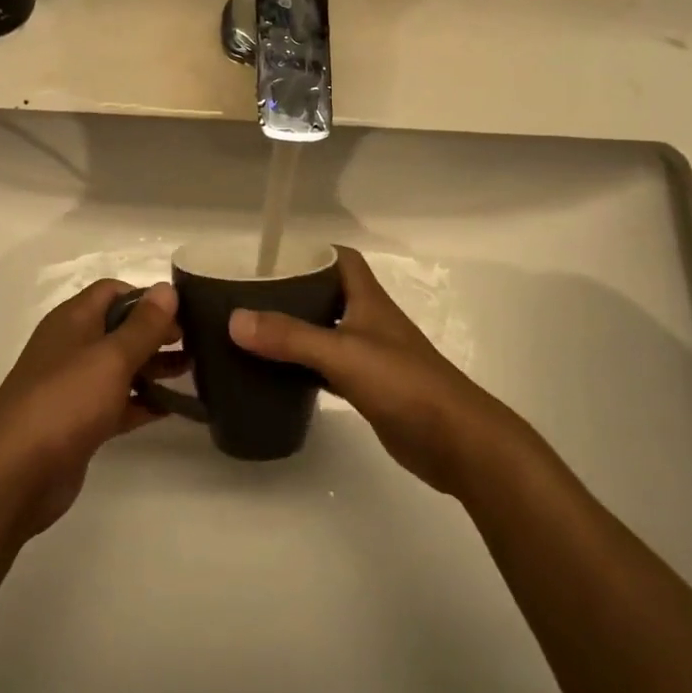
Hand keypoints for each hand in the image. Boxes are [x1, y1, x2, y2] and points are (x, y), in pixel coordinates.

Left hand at [0, 279, 181, 537]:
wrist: (15, 473)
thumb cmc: (65, 401)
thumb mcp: (111, 357)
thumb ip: (143, 325)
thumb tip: (166, 288)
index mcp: (73, 321)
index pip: (112, 292)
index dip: (147, 297)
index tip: (182, 312)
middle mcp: (71, 347)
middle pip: (119, 329)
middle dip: (155, 333)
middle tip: (196, 343)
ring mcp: (73, 387)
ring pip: (120, 368)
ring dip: (153, 367)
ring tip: (194, 371)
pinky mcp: (78, 423)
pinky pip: (116, 403)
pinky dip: (142, 402)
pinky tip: (173, 408)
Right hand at [228, 247, 512, 494]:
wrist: (456, 442)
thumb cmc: (404, 384)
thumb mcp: (343, 354)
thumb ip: (291, 337)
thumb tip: (235, 319)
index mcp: (368, 300)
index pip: (340, 258)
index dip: (310, 250)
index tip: (270, 256)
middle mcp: (368, 321)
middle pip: (327, 294)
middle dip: (291, 291)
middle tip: (247, 296)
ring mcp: (370, 357)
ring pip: (325, 332)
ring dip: (295, 330)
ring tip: (252, 332)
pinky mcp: (369, 389)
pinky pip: (327, 369)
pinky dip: (304, 368)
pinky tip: (277, 375)